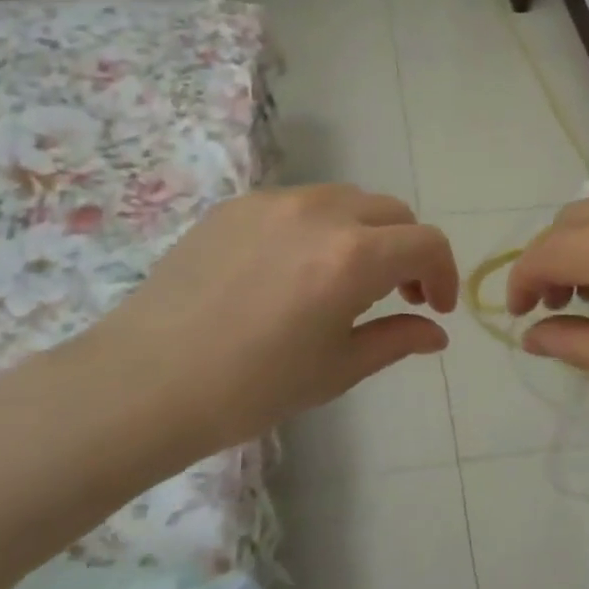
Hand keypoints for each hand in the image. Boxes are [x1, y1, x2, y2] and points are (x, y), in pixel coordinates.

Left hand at [68, 185, 457, 466]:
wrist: (143, 383)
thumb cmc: (250, 388)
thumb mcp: (336, 370)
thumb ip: (396, 340)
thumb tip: (435, 333)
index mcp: (353, 256)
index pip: (426, 243)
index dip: (444, 273)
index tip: (436, 307)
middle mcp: (321, 213)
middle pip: (392, 213)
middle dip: (408, 250)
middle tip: (399, 294)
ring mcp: (274, 202)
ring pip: (347, 200)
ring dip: (366, 232)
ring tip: (346, 278)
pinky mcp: (236, 206)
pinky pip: (299, 204)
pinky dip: (319, 227)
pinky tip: (293, 270)